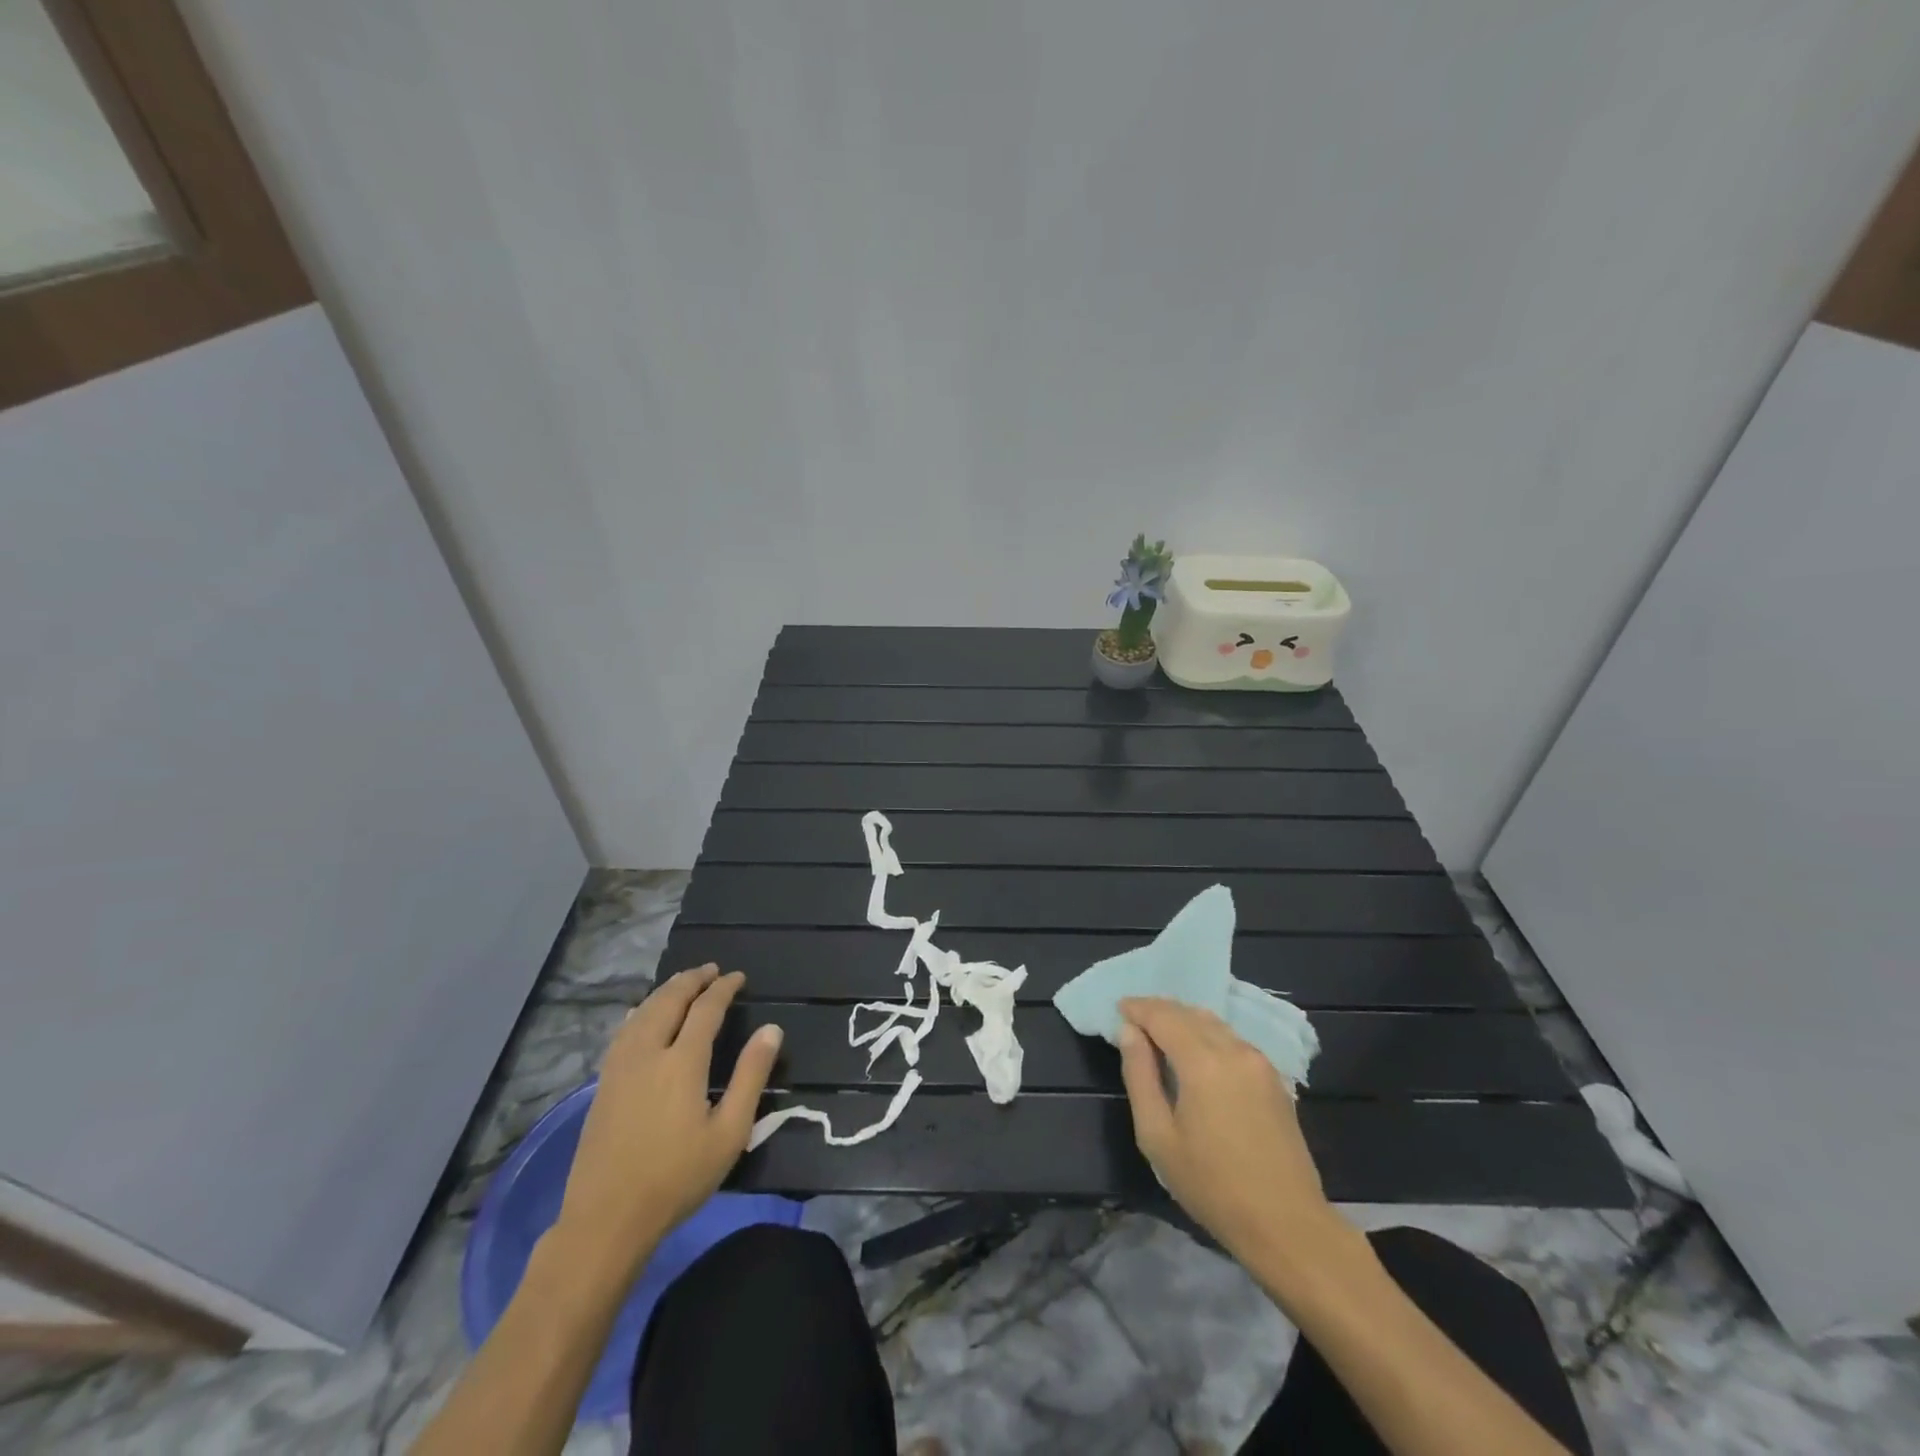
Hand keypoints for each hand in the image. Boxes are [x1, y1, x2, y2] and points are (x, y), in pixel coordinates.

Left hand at [551, 965, 781, 1281]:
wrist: (606, 1219)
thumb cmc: (677, 1178)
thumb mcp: (729, 1132)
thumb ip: (751, 1076)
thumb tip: (771, 1029)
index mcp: (682, 1062)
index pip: (706, 1009)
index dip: (723, 988)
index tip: (738, 977)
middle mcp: (648, 1053)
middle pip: (669, 1000)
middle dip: (692, 980)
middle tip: (711, 970)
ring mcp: (620, 1067)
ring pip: (643, 1011)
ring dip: (666, 990)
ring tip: (683, 982)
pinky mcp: (603, 1083)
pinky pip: (625, 1029)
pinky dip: (642, 1010)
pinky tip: (644, 1014)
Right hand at [1117, 997, 1346, 1272]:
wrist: (1288, 1225)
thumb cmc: (1212, 1185)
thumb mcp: (1157, 1136)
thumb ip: (1139, 1076)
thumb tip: (1128, 1032)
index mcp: (1202, 1061)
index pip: (1162, 1015)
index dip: (1137, 1007)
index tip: (1117, 1008)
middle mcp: (1233, 1049)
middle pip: (1189, 1012)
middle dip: (1159, 1010)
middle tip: (1134, 1019)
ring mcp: (1258, 1062)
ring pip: (1214, 1023)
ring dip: (1184, 1020)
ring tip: (1161, 1033)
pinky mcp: (1274, 1078)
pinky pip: (1232, 1039)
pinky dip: (1207, 1034)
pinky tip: (1197, 1052)